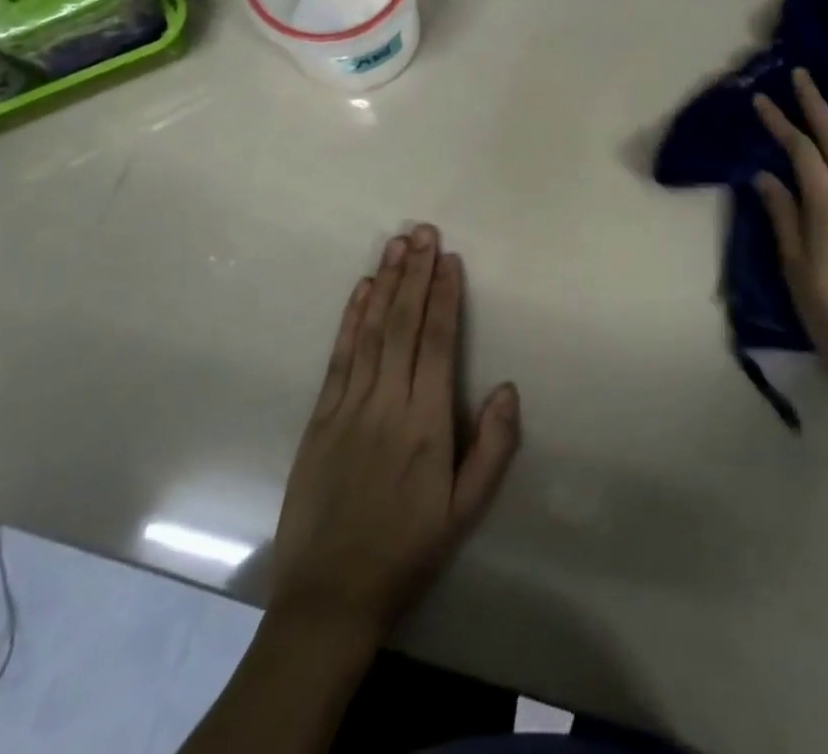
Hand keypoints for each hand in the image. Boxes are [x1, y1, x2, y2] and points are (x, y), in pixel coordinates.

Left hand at [268, 224, 520, 643]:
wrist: (329, 596)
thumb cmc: (407, 550)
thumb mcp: (464, 511)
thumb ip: (491, 448)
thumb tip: (507, 388)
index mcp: (426, 424)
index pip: (437, 343)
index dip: (444, 296)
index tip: (450, 259)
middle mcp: (387, 403)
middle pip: (403, 325)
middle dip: (416, 274)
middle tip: (423, 231)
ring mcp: (349, 407)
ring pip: (371, 331)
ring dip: (386, 283)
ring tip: (396, 244)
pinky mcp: (320, 417)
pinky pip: (339, 356)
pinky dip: (351, 318)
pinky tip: (362, 290)